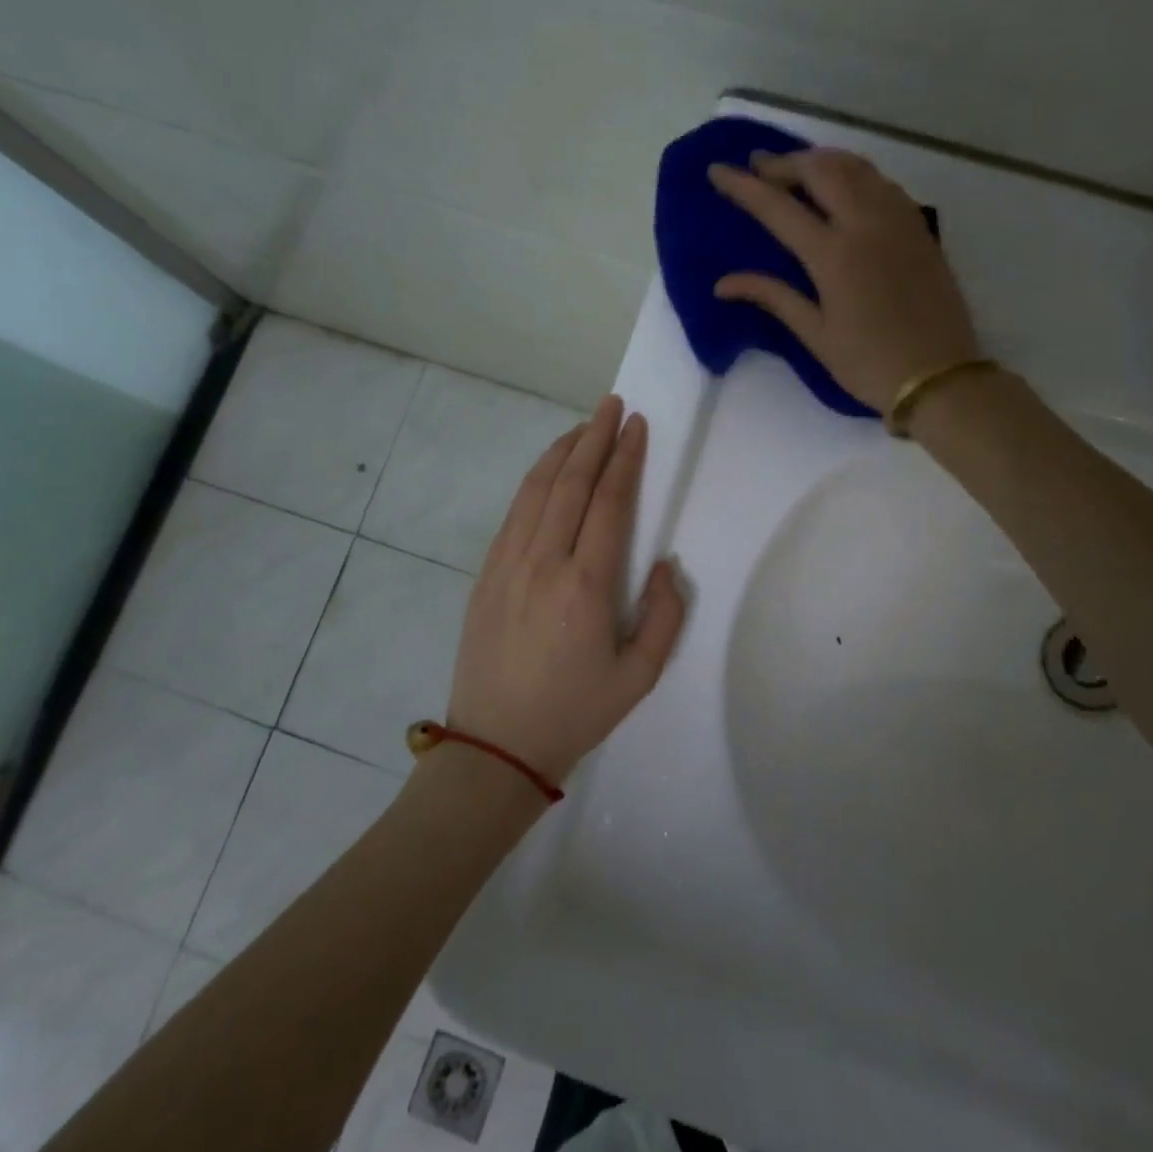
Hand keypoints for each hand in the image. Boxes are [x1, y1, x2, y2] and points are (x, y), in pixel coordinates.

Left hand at [448, 395, 686, 783]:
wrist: (495, 745)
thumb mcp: (639, 677)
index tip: (637, 427)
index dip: (625, 459)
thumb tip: (666, 564)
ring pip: (537, 490)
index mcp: (586, 585)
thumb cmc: (574, 712)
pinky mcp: (486, 573)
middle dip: (595, 438)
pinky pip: (514, 512)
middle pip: (571, 483)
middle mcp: (544, 562)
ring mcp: (508, 564)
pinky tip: (548, 470)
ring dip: (562, 451)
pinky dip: (534, 481)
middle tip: (612, 406)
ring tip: (583, 427)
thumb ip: (664, 616)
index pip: (609, 503)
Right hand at [709, 148, 980, 410]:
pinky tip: (844, 186)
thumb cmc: (869, 364)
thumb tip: (723, 284)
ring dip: (821, 160)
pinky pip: (882, 182)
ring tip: (796, 168)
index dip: (744, 186)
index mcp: (834, 255)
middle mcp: (866, 224)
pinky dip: (855, 173)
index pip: (778, 208)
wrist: (939, 377)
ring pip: (856, 167)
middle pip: (820, 170)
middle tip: (758, 166)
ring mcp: (898, 221)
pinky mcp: (919, 228)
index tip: (717, 170)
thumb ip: (773, 297)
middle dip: (784, 162)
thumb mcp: (815, 335)